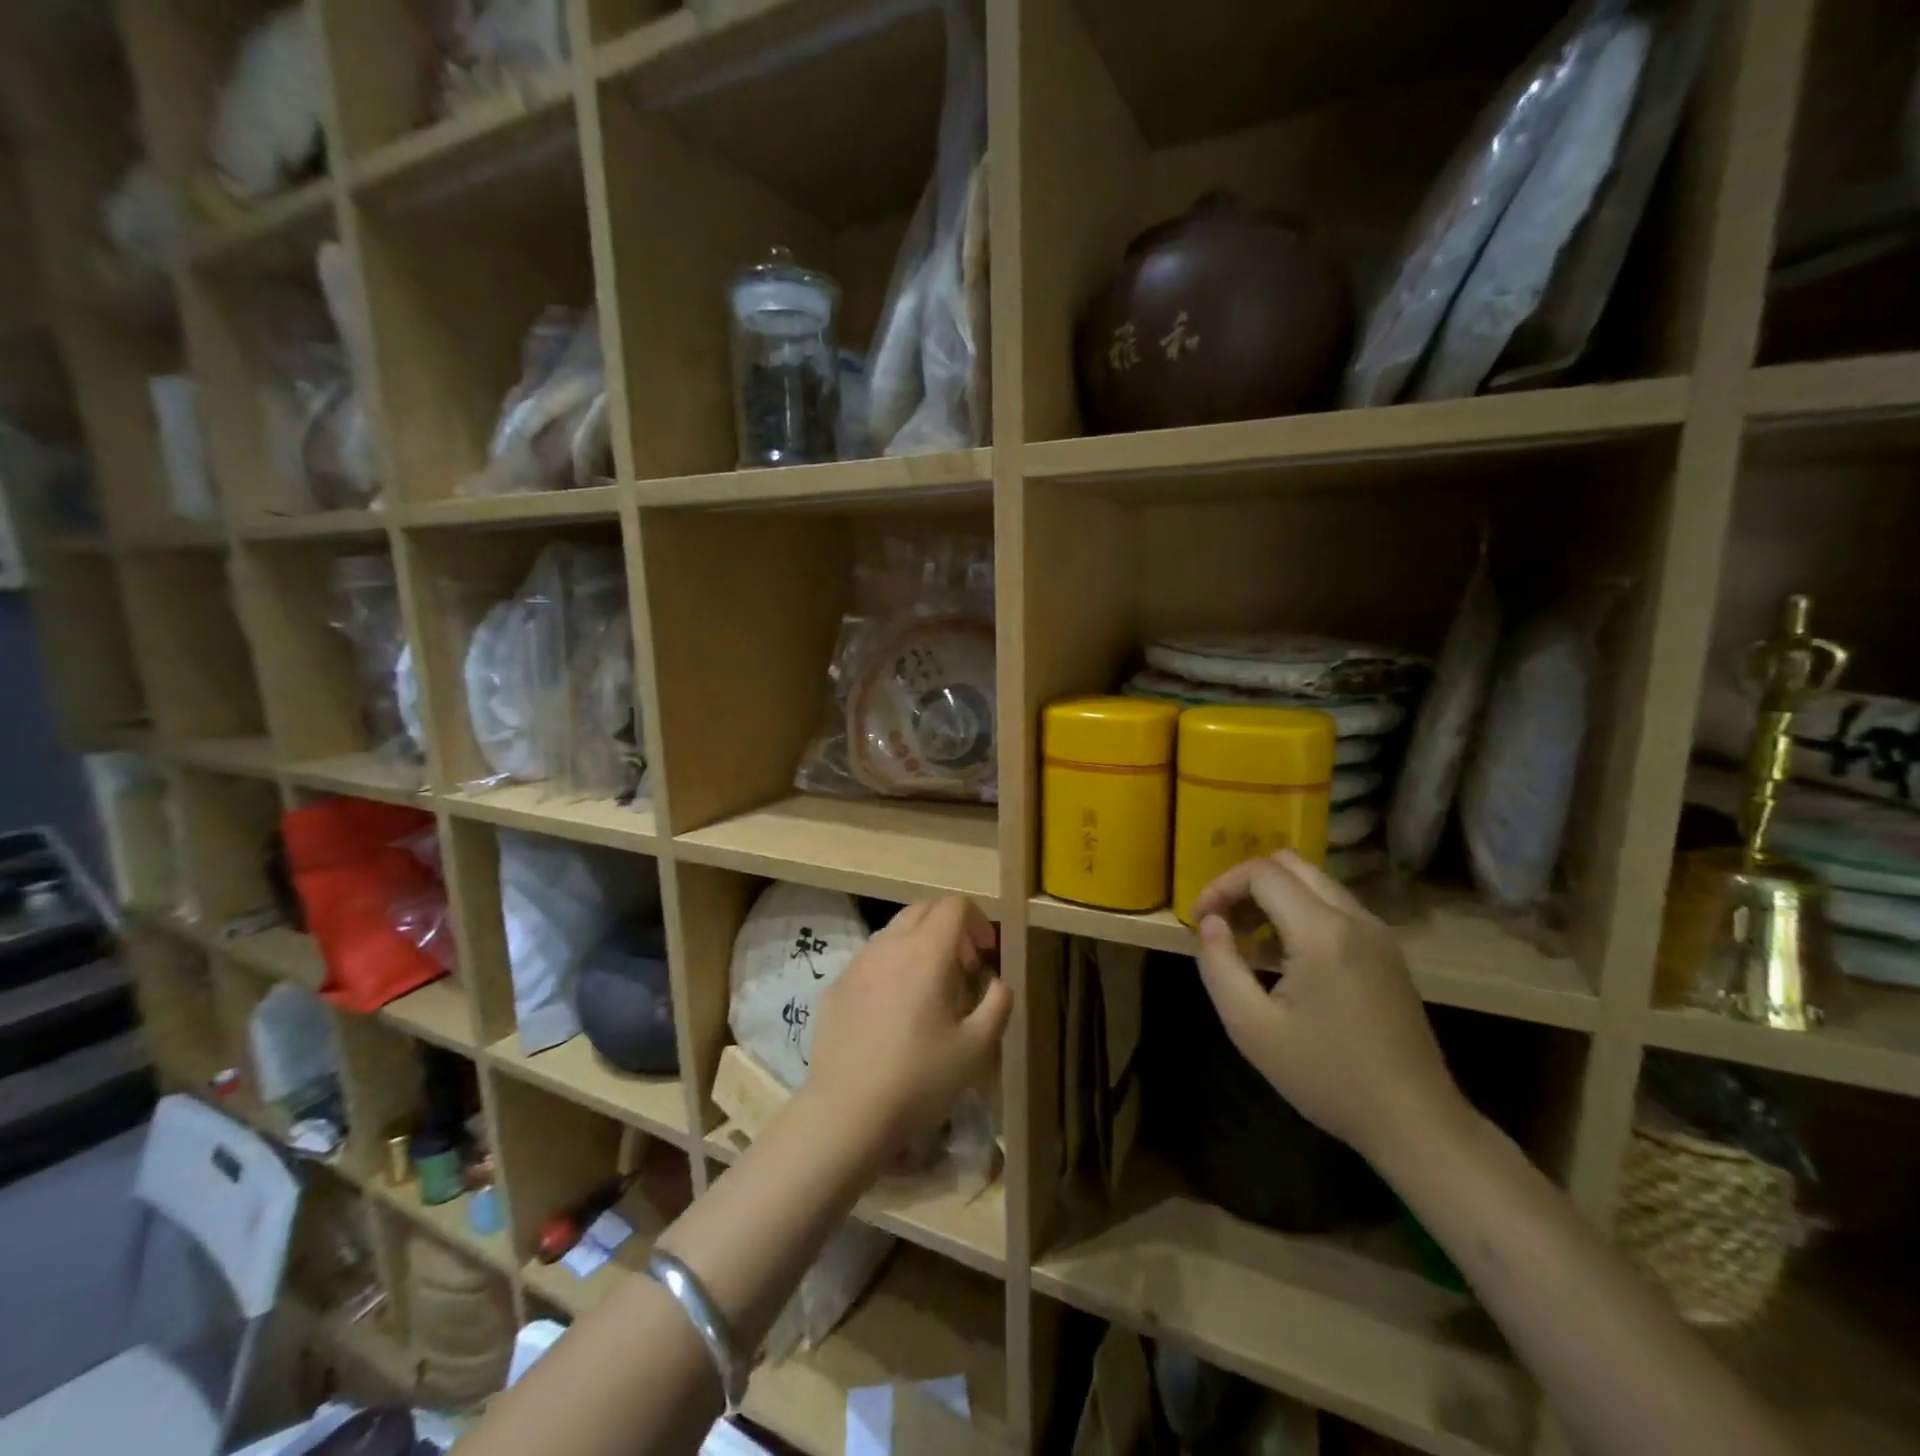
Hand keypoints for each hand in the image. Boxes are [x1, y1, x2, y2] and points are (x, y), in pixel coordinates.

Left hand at [806, 896, 1010, 1158]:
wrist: (846, 1113)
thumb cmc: (920, 1078)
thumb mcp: (977, 1048)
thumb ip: (997, 1004)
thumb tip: (997, 982)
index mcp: (926, 951)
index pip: (954, 905)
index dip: (978, 921)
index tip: (986, 954)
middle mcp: (889, 945)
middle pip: (922, 909)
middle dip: (949, 926)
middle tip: (963, 966)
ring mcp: (857, 963)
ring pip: (893, 932)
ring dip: (918, 944)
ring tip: (928, 989)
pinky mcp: (835, 986)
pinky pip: (870, 960)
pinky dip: (890, 968)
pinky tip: (892, 1012)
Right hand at [1191, 851, 1467, 1167]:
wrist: (1415, 1121)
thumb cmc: (1327, 1076)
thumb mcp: (1251, 1027)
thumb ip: (1219, 964)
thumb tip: (1210, 922)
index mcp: (1322, 932)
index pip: (1262, 872)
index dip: (1221, 886)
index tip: (1199, 920)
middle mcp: (1354, 917)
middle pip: (1290, 864)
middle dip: (1245, 883)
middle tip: (1221, 922)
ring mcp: (1377, 932)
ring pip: (1313, 882)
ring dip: (1272, 896)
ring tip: (1245, 940)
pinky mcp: (1386, 950)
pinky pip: (1333, 906)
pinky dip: (1298, 912)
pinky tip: (1283, 957)